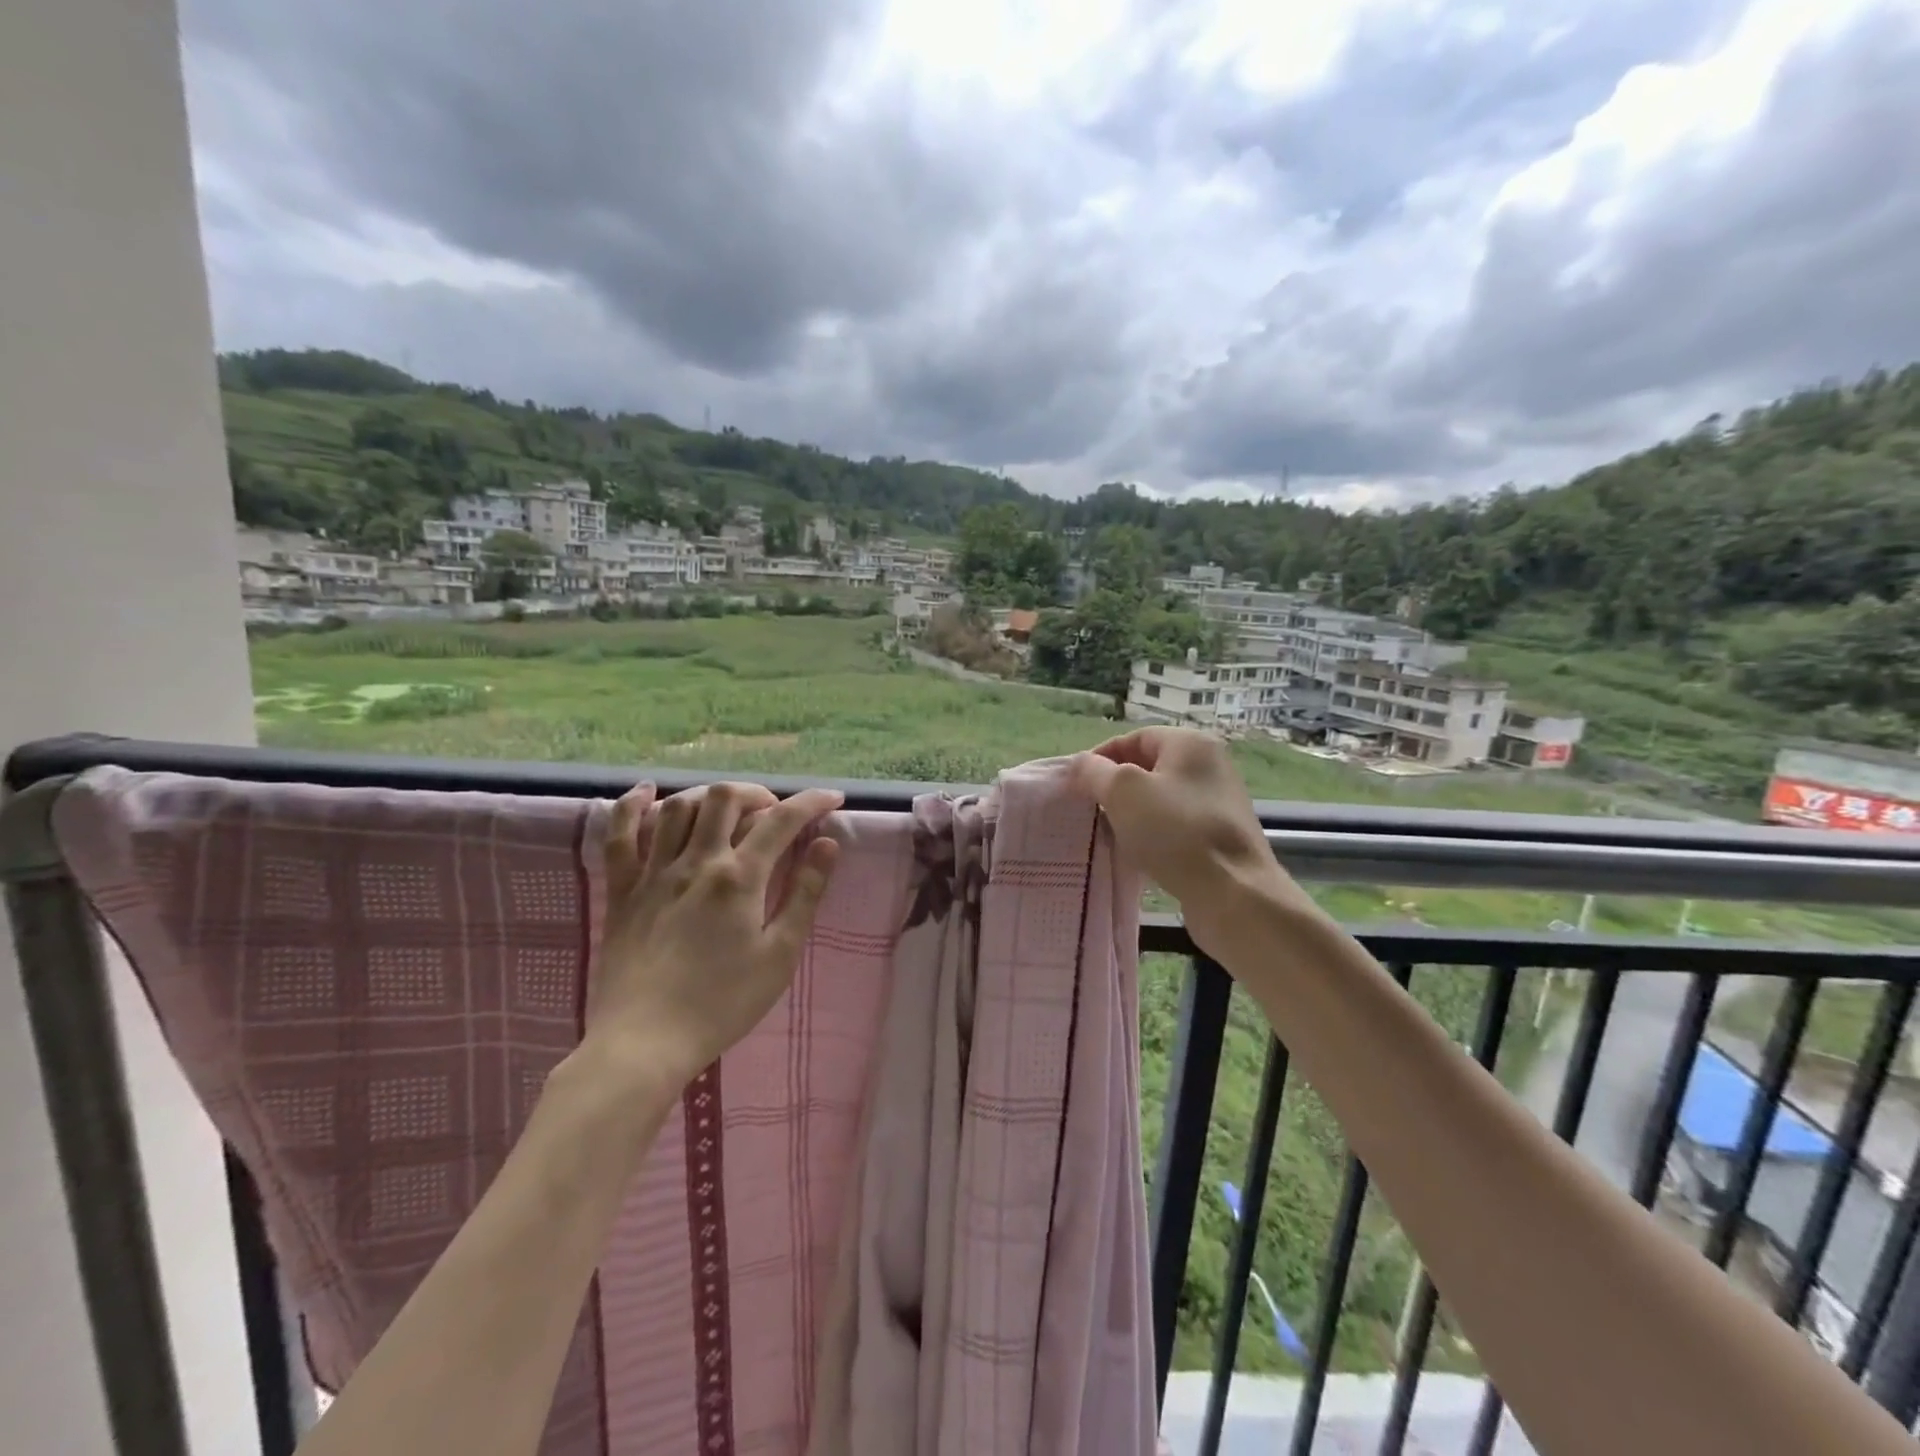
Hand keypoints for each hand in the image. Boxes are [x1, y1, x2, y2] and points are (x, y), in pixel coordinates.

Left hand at [588, 781, 842, 1088]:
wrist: (646, 1043)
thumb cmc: (723, 1004)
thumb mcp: (780, 954)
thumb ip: (806, 894)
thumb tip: (828, 843)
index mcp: (739, 878)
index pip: (781, 820)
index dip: (811, 801)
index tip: (832, 798)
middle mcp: (696, 862)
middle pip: (725, 798)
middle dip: (757, 793)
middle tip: (773, 813)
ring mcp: (653, 873)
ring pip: (678, 807)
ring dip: (708, 796)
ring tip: (727, 811)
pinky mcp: (622, 890)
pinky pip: (619, 835)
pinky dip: (631, 805)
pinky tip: (647, 791)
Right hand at [1070, 728, 1302, 940]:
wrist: (1233, 895)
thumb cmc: (1176, 832)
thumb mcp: (1123, 792)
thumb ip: (1095, 772)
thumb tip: (1080, 764)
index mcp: (1190, 744)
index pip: (1134, 738)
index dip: (1101, 758)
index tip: (1076, 786)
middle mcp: (1209, 766)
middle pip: (1147, 768)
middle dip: (1114, 789)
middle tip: (1090, 811)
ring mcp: (1217, 803)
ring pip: (1159, 801)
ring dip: (1130, 816)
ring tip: (1109, 836)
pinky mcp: (1218, 838)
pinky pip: (1174, 828)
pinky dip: (1151, 837)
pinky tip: (1137, 856)